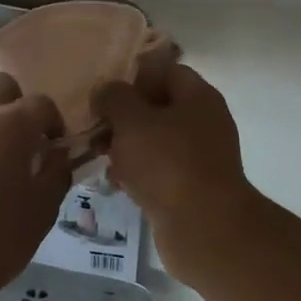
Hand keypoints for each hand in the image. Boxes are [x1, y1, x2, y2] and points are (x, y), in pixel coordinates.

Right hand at [92, 64, 258, 277]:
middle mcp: (204, 122)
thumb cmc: (168, 164)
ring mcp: (200, 157)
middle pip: (158, 107)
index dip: (133, 77)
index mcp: (198, 97)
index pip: (164, 71)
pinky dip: (138, 173)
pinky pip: (159, 171)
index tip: (104, 94)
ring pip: (155, 141)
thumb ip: (114, 98)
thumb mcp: (132, 121)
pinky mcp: (191, 188)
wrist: (205, 229)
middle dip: (124, 117)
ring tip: (99, 156)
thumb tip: (106, 90)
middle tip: (95, 128)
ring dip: (127, 147)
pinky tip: (115, 183)